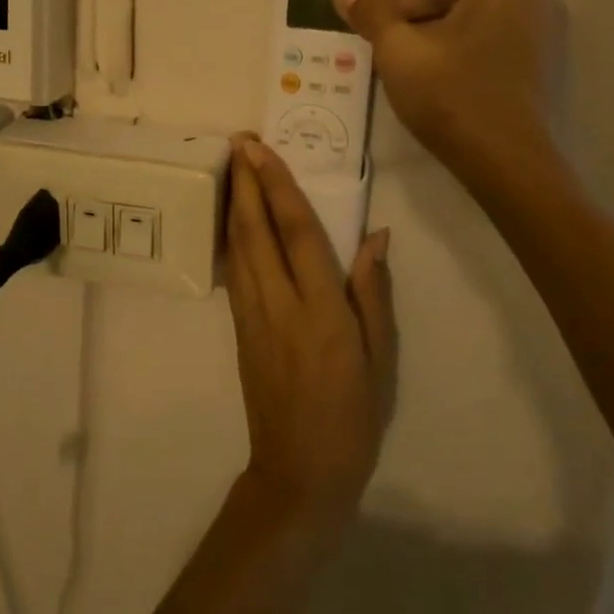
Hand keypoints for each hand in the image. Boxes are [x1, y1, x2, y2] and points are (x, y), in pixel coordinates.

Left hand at [224, 135, 396, 530]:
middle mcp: (280, 304)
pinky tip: (233, 217)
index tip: (260, 149)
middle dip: (245, 181)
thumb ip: (373, 293)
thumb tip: (376, 237)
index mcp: (321, 310)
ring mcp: (253, 316)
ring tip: (233, 166)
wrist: (299, 473)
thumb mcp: (381, 358)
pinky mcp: (239, 329)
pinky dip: (232, 235)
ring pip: (238, 246)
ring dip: (234, 202)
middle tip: (237, 141)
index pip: (296, 232)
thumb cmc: (353, 416)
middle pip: (255, 230)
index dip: (277, 185)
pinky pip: (235, 270)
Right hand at [330, 0, 557, 168]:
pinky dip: (445, 45)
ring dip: (420, 28)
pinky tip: (413, 67)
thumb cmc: (452, 94)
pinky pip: (479, 38)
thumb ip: (369, 11)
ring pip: (463, 17)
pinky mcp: (532, 62)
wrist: (506, 164)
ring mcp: (536, 30)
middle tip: (362, 27)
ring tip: (379, 50)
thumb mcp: (399, 49)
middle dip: (402, 8)